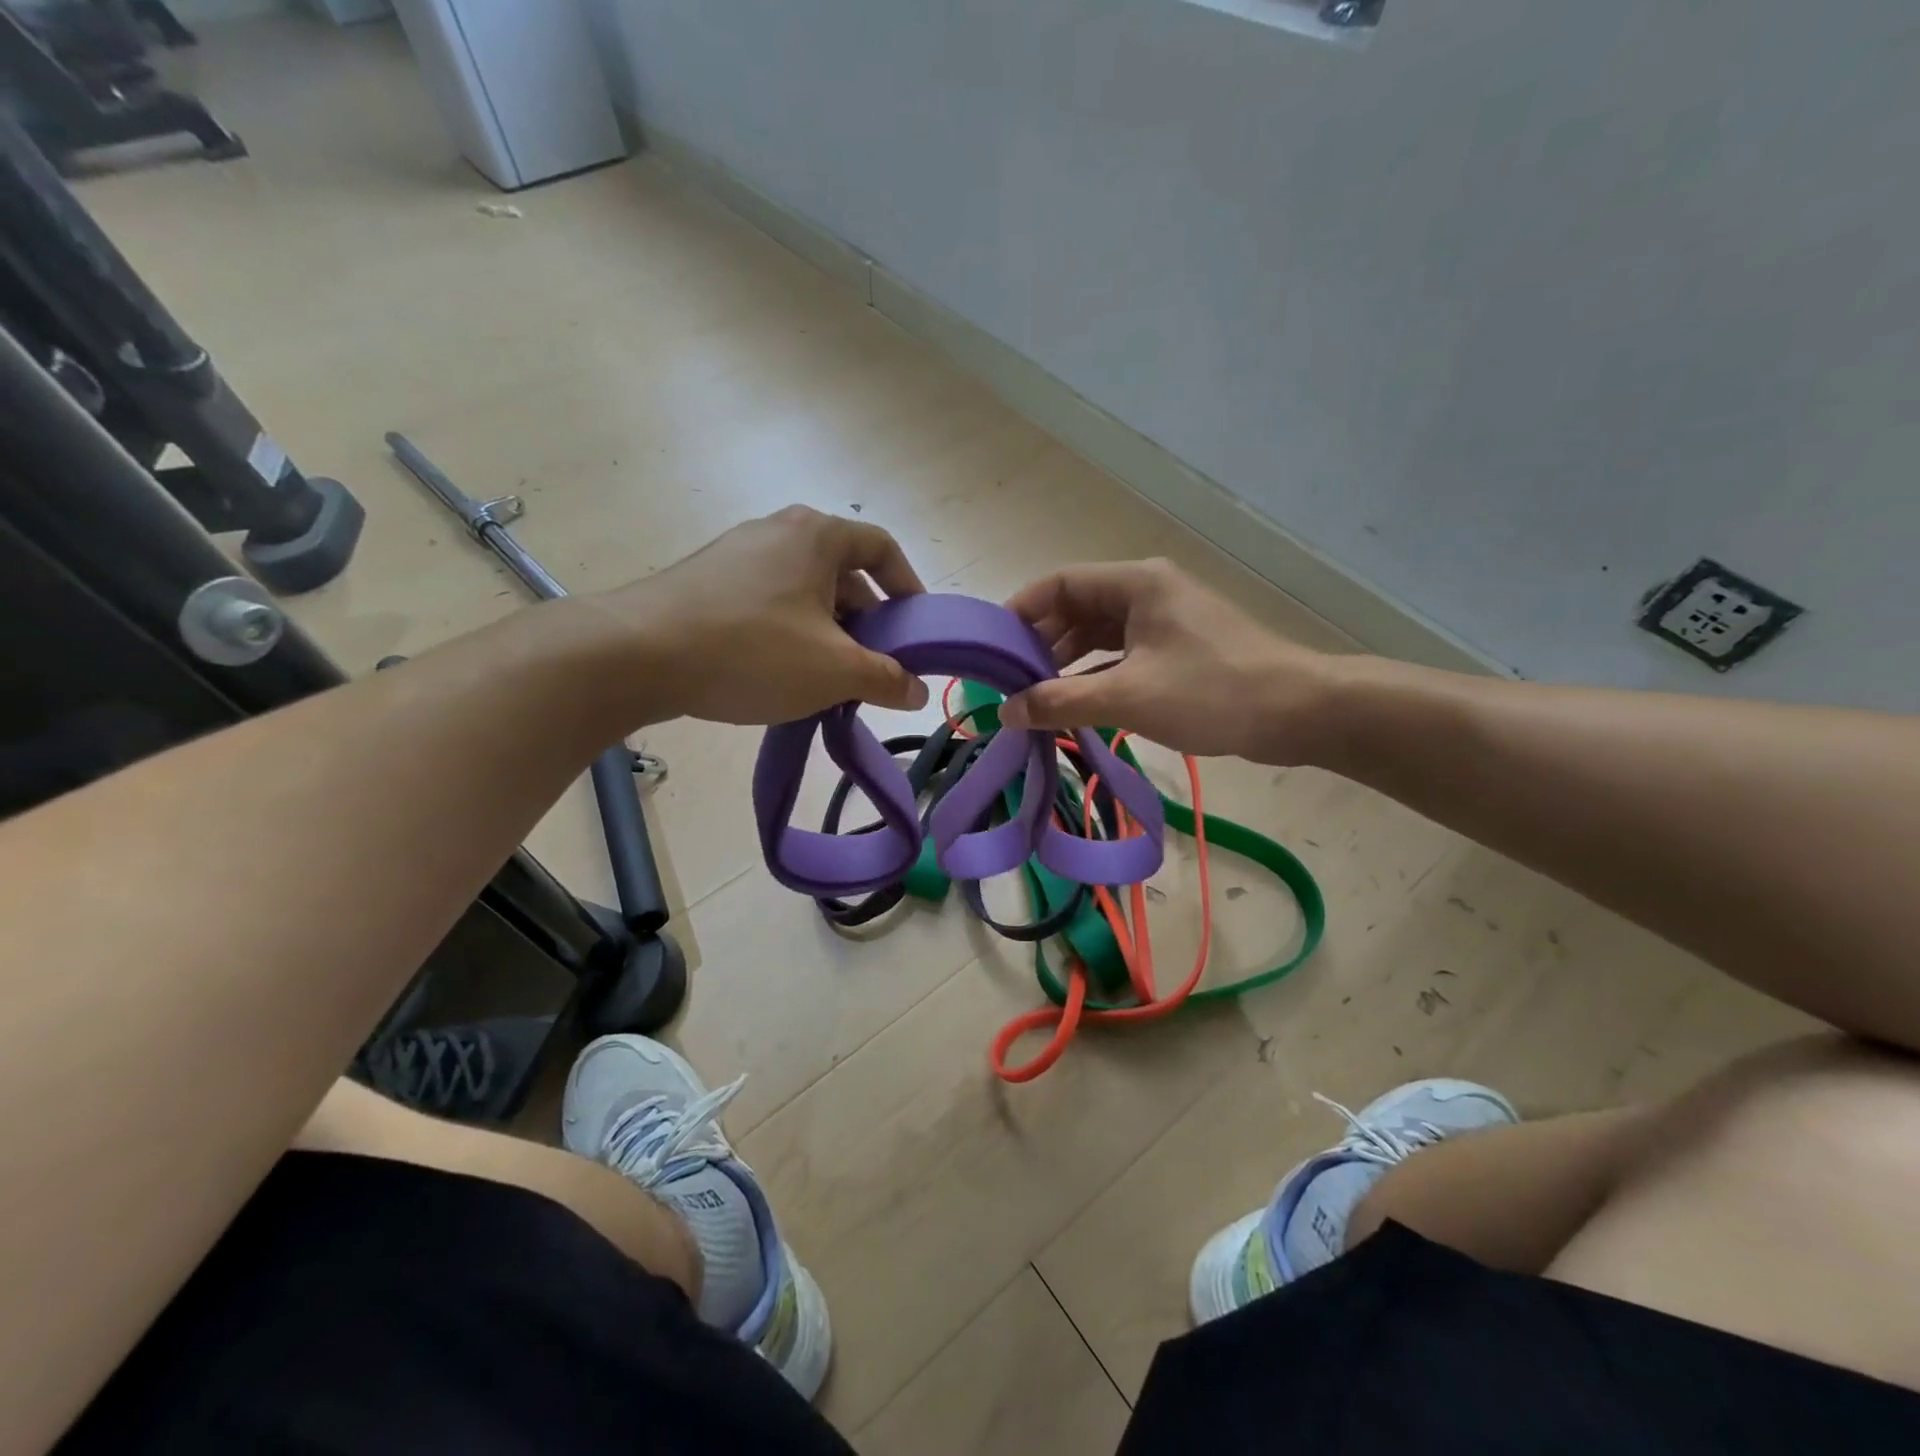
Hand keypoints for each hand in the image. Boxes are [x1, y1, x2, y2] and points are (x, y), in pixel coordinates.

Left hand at [598, 506, 930, 724]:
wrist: (636, 654)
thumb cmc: (752, 650)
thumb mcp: (833, 671)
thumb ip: (885, 679)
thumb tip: (918, 691)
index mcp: (817, 536)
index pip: (882, 548)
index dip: (908, 586)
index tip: (915, 627)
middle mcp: (778, 531)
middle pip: (842, 572)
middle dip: (866, 620)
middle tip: (873, 665)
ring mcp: (737, 554)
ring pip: (804, 591)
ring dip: (828, 631)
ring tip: (829, 677)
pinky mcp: (707, 581)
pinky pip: (768, 601)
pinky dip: (789, 631)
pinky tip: (781, 673)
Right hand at [999, 559, 1337, 762]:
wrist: (1300, 712)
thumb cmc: (1212, 692)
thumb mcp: (1128, 697)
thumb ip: (1061, 702)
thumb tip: (1005, 712)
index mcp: (1136, 583)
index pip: (1059, 584)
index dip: (1020, 611)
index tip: (990, 646)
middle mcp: (1147, 591)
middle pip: (1077, 608)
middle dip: (1040, 643)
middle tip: (1008, 679)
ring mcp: (1165, 620)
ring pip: (1099, 634)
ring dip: (1066, 662)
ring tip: (1034, 695)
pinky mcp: (1178, 648)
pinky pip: (1121, 654)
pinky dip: (1095, 674)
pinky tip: (1075, 702)